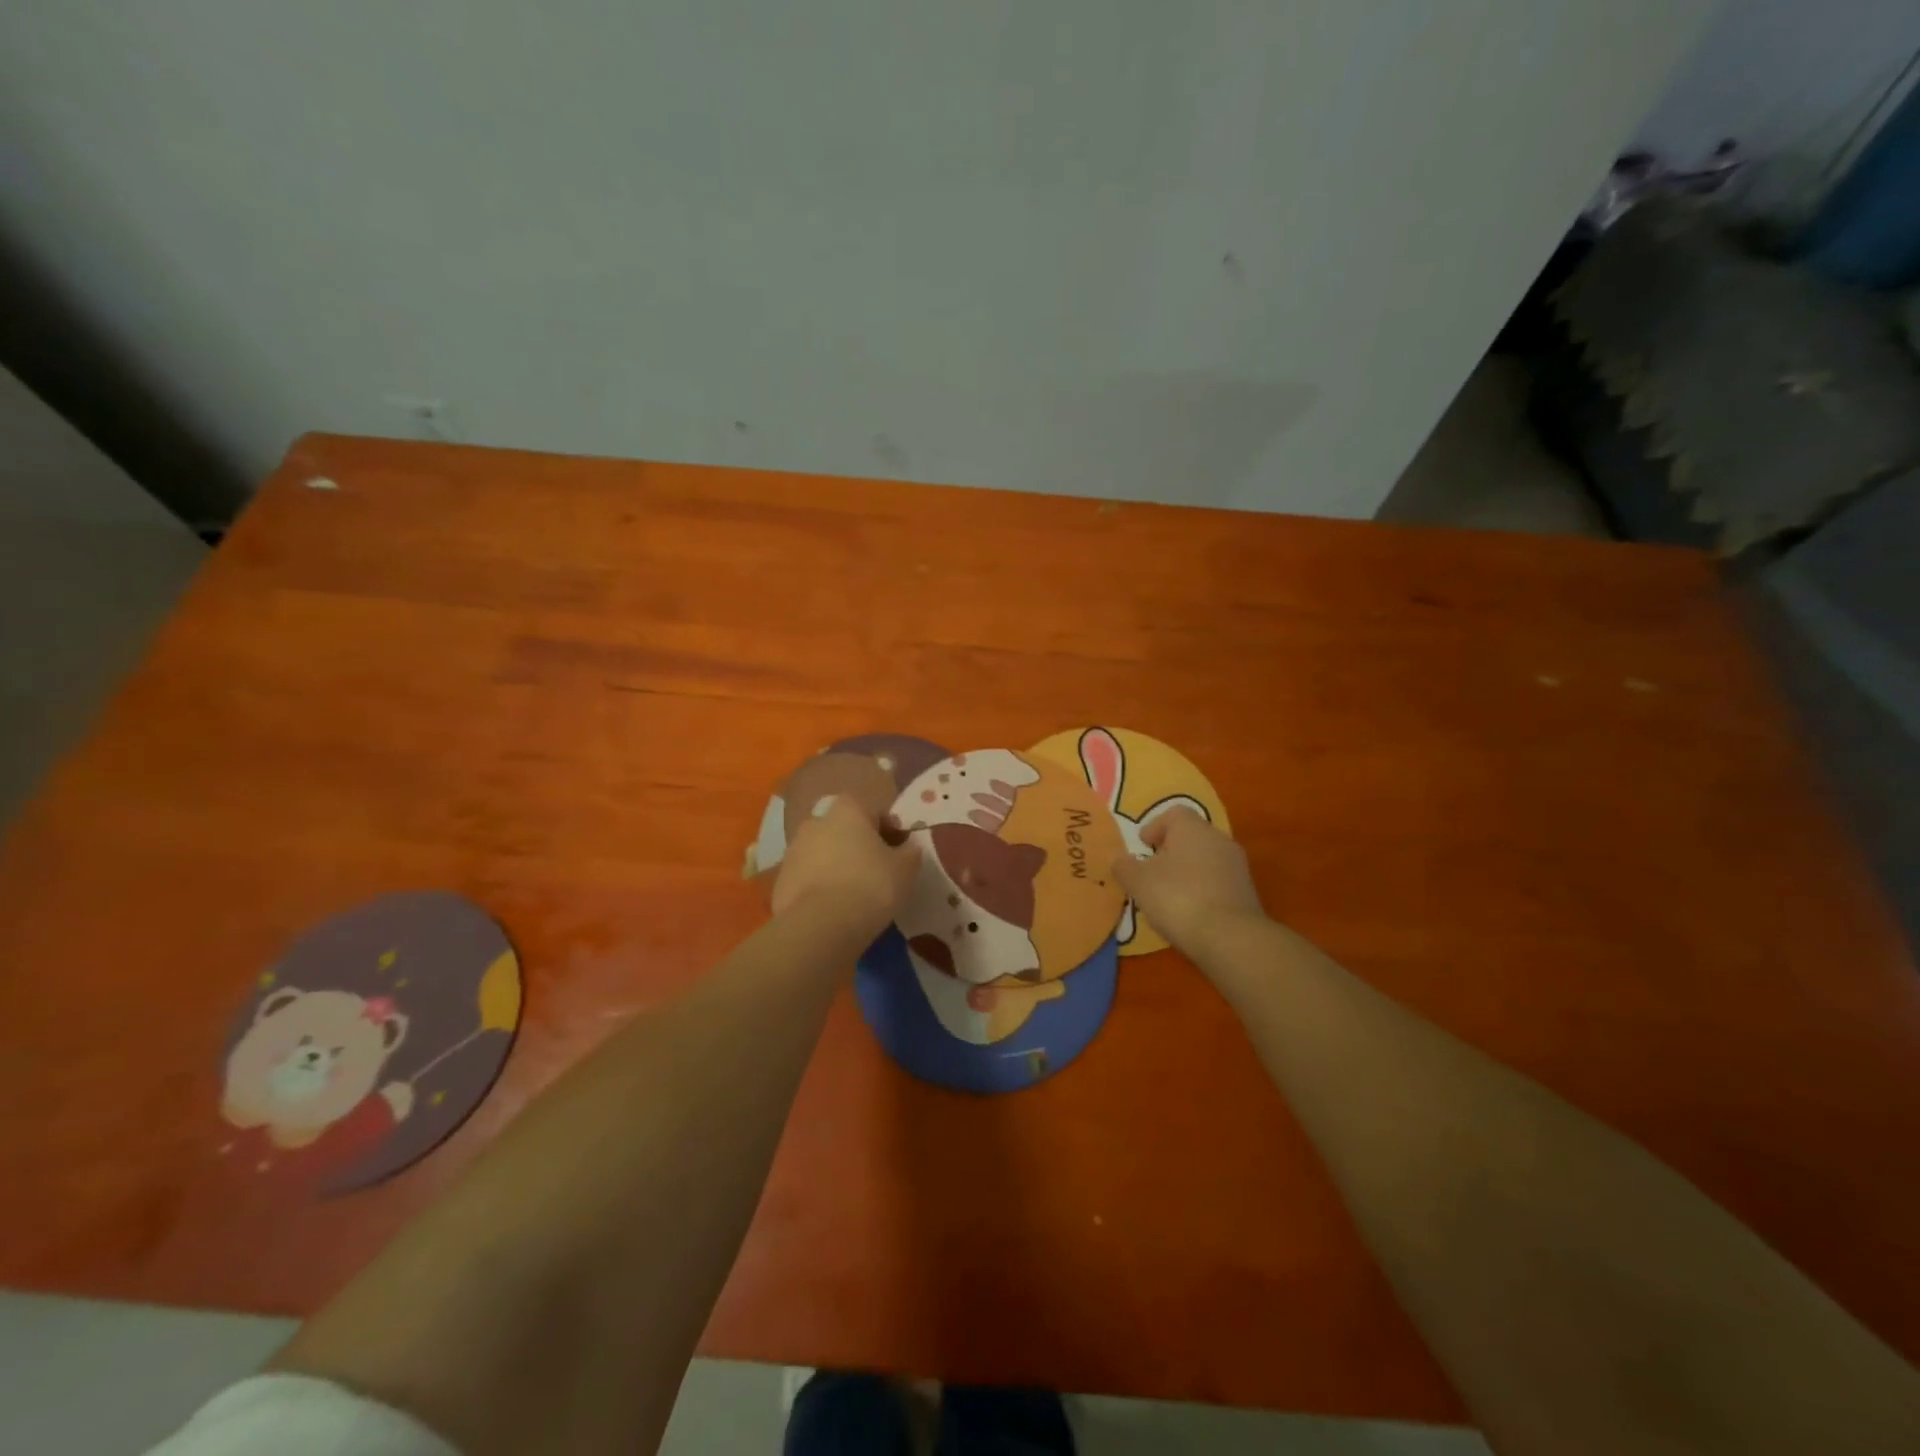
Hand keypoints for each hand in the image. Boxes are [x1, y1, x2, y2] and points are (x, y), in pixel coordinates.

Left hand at [772, 795, 920, 935]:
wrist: (819, 926)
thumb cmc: (870, 886)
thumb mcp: (905, 869)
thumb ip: (911, 852)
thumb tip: (910, 846)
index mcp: (848, 809)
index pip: (873, 810)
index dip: (888, 829)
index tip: (898, 851)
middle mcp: (817, 821)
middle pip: (844, 829)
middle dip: (858, 845)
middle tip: (876, 871)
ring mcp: (793, 850)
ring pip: (823, 852)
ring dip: (837, 865)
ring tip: (854, 894)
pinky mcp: (780, 879)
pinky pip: (808, 877)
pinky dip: (820, 886)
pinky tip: (834, 908)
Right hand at [1112, 807, 1265, 956]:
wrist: (1230, 937)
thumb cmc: (1177, 898)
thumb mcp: (1138, 882)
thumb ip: (1124, 866)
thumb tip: (1118, 858)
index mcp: (1193, 828)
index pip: (1174, 814)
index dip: (1155, 827)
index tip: (1142, 847)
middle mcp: (1219, 839)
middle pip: (1191, 836)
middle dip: (1170, 851)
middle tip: (1151, 872)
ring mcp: (1237, 866)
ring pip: (1205, 860)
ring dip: (1187, 872)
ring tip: (1168, 896)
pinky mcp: (1247, 892)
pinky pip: (1217, 882)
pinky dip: (1202, 890)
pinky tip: (1190, 912)